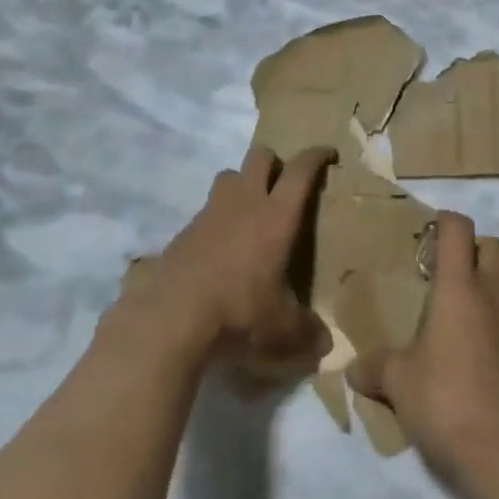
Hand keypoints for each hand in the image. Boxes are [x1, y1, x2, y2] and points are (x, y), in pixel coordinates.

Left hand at [128, 144, 334, 375]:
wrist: (171, 319)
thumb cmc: (240, 313)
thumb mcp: (283, 330)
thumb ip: (308, 333)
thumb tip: (325, 346)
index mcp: (276, 216)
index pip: (301, 171)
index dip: (316, 156)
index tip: (328, 153)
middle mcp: (244, 203)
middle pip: (259, 156)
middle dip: (276, 162)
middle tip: (285, 184)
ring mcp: (209, 213)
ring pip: (228, 176)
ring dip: (243, 184)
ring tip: (251, 213)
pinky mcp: (183, 232)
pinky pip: (206, 211)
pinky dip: (218, 219)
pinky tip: (221, 250)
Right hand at [347, 212, 498, 498]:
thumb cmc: (445, 405)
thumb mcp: (397, 384)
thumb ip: (374, 368)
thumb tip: (354, 370)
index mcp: (459, 291)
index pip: (457, 230)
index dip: (444, 222)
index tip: (430, 235)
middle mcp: (497, 298)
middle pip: (495, 248)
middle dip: (475, 251)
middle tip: (450, 277)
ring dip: (493, 291)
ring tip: (467, 323)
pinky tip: (491, 365)